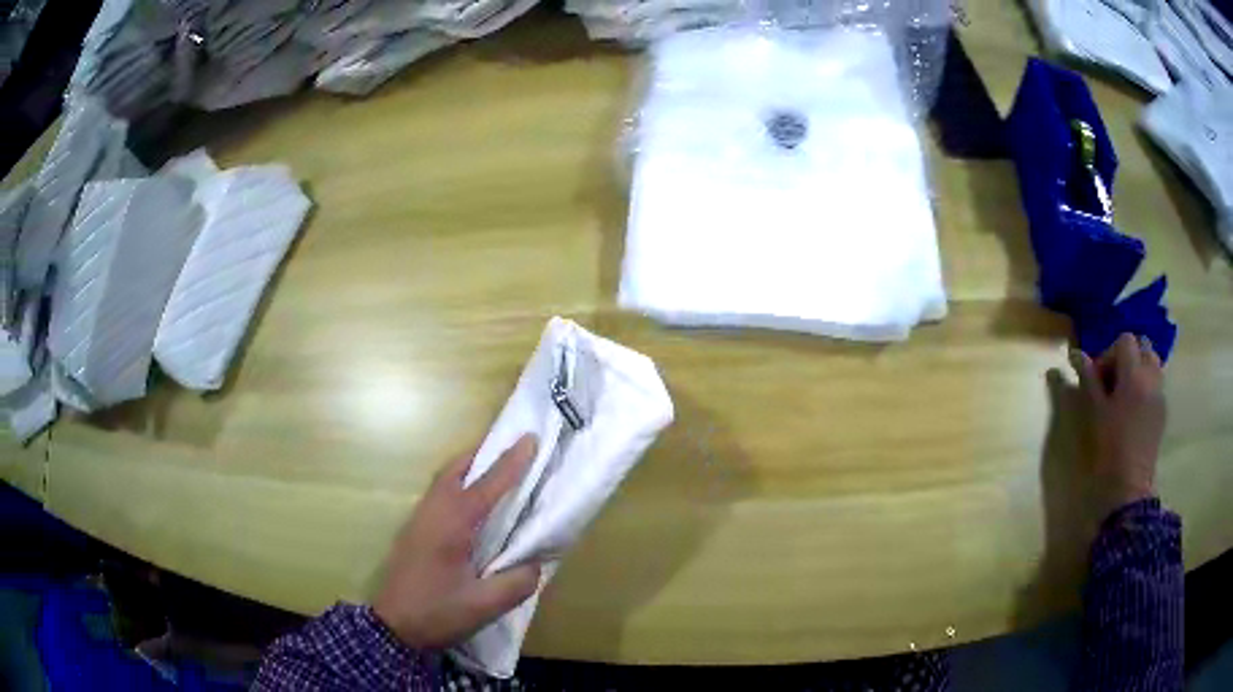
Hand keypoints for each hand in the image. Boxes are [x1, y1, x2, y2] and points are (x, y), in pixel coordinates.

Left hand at [374, 434, 541, 648]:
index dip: (511, 462)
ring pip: (445, 480)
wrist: (392, 626)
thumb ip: (516, 583)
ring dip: (469, 468)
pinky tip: (470, 504)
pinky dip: (458, 484)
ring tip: (494, 469)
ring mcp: (419, 520)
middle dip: (484, 454)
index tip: (530, 438)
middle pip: (457, 470)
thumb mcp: (484, 606)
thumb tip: (535, 564)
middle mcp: (433, 512)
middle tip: (511, 447)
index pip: (487, 486)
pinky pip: (439, 494)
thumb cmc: (437, 612)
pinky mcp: (414, 531)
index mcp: (453, 525)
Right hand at [1069, 333, 1166, 516]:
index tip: (1098, 380)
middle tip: (1112, 382)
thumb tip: (1075, 354)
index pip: (1124, 341)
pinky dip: (1145, 385)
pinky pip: (1156, 383)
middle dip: (1127, 356)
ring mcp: (1160, 395)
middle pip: (1142, 346)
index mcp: (1134, 374)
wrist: (1128, 490)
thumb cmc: (1109, 449)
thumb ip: (1087, 379)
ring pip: (1152, 363)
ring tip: (1124, 395)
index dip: (1109, 354)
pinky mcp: (1162, 412)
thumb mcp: (1093, 413)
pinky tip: (1133, 411)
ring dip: (1138, 369)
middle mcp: (1152, 377)